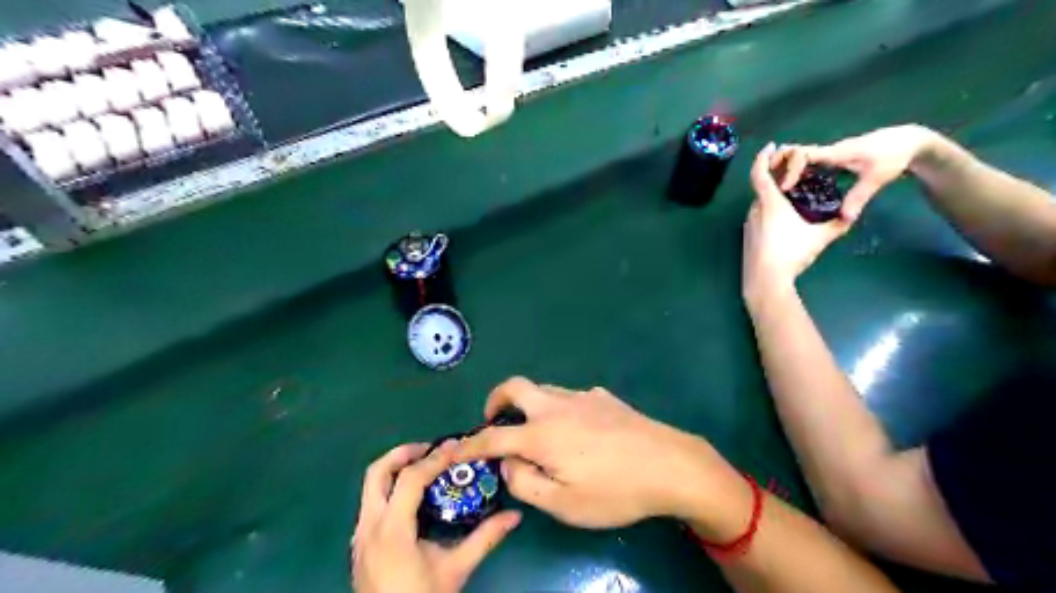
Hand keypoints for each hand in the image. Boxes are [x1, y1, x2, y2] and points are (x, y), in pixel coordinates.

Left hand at [352, 440, 521, 592]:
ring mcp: (360, 536)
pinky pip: (371, 504)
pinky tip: (413, 500)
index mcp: (392, 530)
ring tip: (424, 468)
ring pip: (370, 488)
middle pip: (377, 472)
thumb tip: (514, 515)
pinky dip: (390, 490)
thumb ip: (484, 538)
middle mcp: (369, 527)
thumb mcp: (456, 569)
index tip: (455, 446)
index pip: (410, 479)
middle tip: (431, 449)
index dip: (434, 458)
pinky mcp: (359, 545)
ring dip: (395, 470)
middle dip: (403, 453)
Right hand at [451, 380, 740, 536]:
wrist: (670, 465)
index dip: (471, 443)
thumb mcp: (564, 504)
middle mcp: (557, 406)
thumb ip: (525, 483)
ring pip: (544, 390)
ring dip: (530, 405)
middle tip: (494, 419)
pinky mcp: (604, 397)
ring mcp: (583, 397)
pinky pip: (571, 397)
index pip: (494, 436)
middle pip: (515, 386)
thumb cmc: (615, 491)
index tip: (457, 448)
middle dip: (496, 399)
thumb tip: (508, 464)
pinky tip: (577, 431)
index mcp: (542, 433)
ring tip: (537, 432)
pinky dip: (560, 409)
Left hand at [742, 141, 847, 300]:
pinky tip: (781, 213)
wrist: (765, 280)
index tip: (772, 146)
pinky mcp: (748, 236)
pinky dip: (768, 206)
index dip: (764, 157)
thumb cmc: (791, 254)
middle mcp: (755, 210)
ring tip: (789, 188)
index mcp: (769, 203)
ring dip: (771, 191)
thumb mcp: (820, 237)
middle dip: (773, 172)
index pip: (760, 172)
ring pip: (759, 201)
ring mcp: (749, 224)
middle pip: (761, 185)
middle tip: (789, 165)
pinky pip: (758, 214)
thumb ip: (837, 223)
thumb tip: (854, 216)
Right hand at [774, 122, 935, 220]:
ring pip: (799, 158)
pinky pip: (808, 164)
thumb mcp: (877, 178)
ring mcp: (829, 155)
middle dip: (778, 165)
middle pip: (794, 153)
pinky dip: (797, 173)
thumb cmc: (893, 156)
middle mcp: (828, 152)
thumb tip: (845, 218)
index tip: (785, 187)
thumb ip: (859, 197)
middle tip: (768, 186)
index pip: (803, 154)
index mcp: (835, 154)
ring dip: (785, 170)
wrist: (908, 140)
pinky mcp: (832, 160)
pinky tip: (795, 190)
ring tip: (775, 191)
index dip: (790, 169)